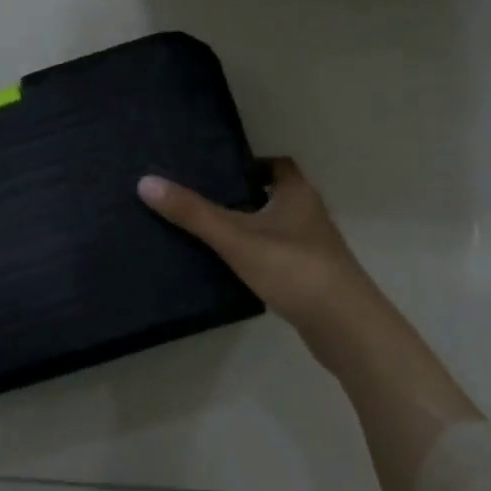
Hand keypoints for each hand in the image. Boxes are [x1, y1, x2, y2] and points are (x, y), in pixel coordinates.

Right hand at [142, 159, 480, 490]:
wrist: (345, 326)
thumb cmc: (294, 268)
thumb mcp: (236, 237)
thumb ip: (193, 213)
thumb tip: (146, 182)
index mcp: (298, 194)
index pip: (277, 165)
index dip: (251, 164)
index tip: (218, 171)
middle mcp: (310, 215)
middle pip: (276, 196)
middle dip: (244, 197)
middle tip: (204, 201)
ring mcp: (314, 249)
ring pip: (277, 228)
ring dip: (252, 229)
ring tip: (211, 234)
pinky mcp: (312, 278)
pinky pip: (280, 257)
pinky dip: (260, 257)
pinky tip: (235, 270)